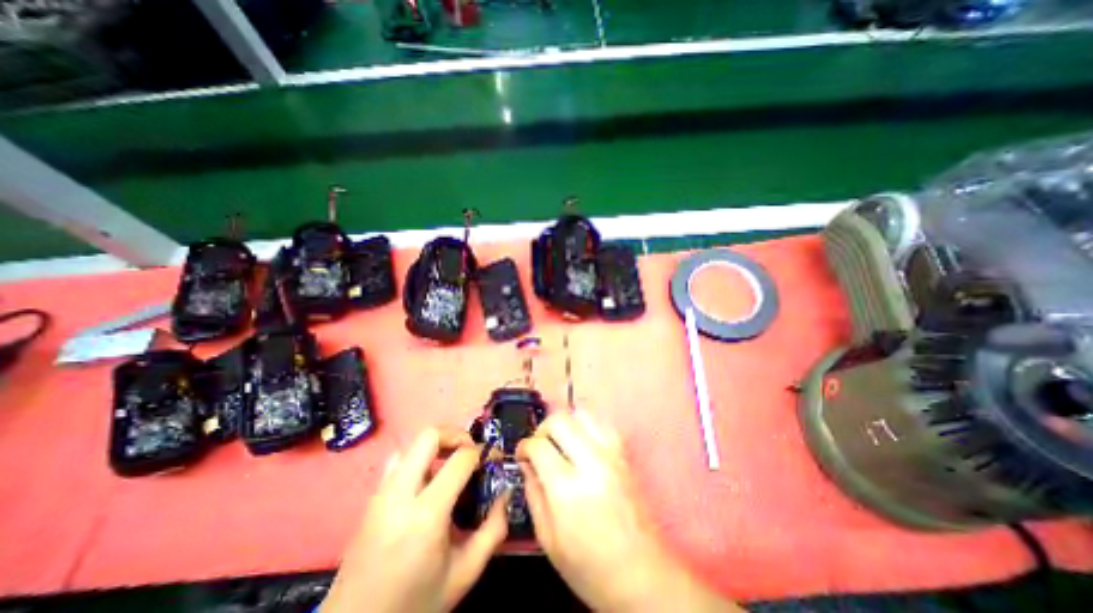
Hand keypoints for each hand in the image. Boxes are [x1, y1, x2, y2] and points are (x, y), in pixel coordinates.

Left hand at [325, 425, 508, 612]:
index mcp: (426, 514)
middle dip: (457, 435)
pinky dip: (419, 458)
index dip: (482, 452)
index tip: (492, 458)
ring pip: (412, 444)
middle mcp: (400, 494)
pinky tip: (428, 480)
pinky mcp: (371, 498)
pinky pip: (398, 460)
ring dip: (437, 445)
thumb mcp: (465, 573)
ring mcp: (381, 493)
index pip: (460, 459)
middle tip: (471, 451)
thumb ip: (493, 529)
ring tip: (452, 463)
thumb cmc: (414, 603)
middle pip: (429, 435)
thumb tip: (505, 493)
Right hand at [519, 413, 742, 612]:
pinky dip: (587, 425)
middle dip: (542, 429)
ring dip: (565, 423)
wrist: (643, 575)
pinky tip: (582, 443)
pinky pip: (602, 423)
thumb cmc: (590, 567)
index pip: (539, 445)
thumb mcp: (548, 540)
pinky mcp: (624, 454)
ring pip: (582, 413)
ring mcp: (611, 454)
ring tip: (560, 442)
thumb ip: (533, 494)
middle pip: (560, 419)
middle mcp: (591, 462)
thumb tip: (527, 464)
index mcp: (567, 488)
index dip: (524, 446)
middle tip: (539, 446)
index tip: (522, 455)